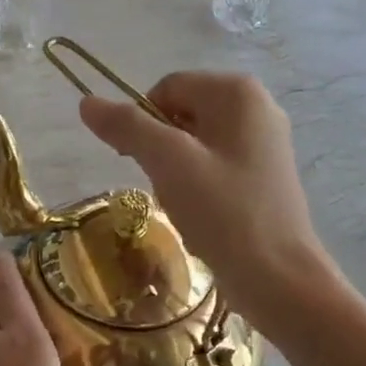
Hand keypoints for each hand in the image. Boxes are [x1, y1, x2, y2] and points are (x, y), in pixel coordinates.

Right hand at [79, 72, 330, 321]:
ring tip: (186, 206)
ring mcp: (265, 143)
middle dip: (161, 151)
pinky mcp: (265, 176)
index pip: (166, 88)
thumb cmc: (223, 212)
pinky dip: (198, 189)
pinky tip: (202, 217)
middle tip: (165, 187)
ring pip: (194, 145)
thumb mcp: (168, 163)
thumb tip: (87, 102)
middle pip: (181, 115)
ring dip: (176, 174)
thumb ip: (127, 127)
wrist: (278, 278)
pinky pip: (214, 168)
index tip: (134, 162)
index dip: (141, 122)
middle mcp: (257, 107)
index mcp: (238, 92)